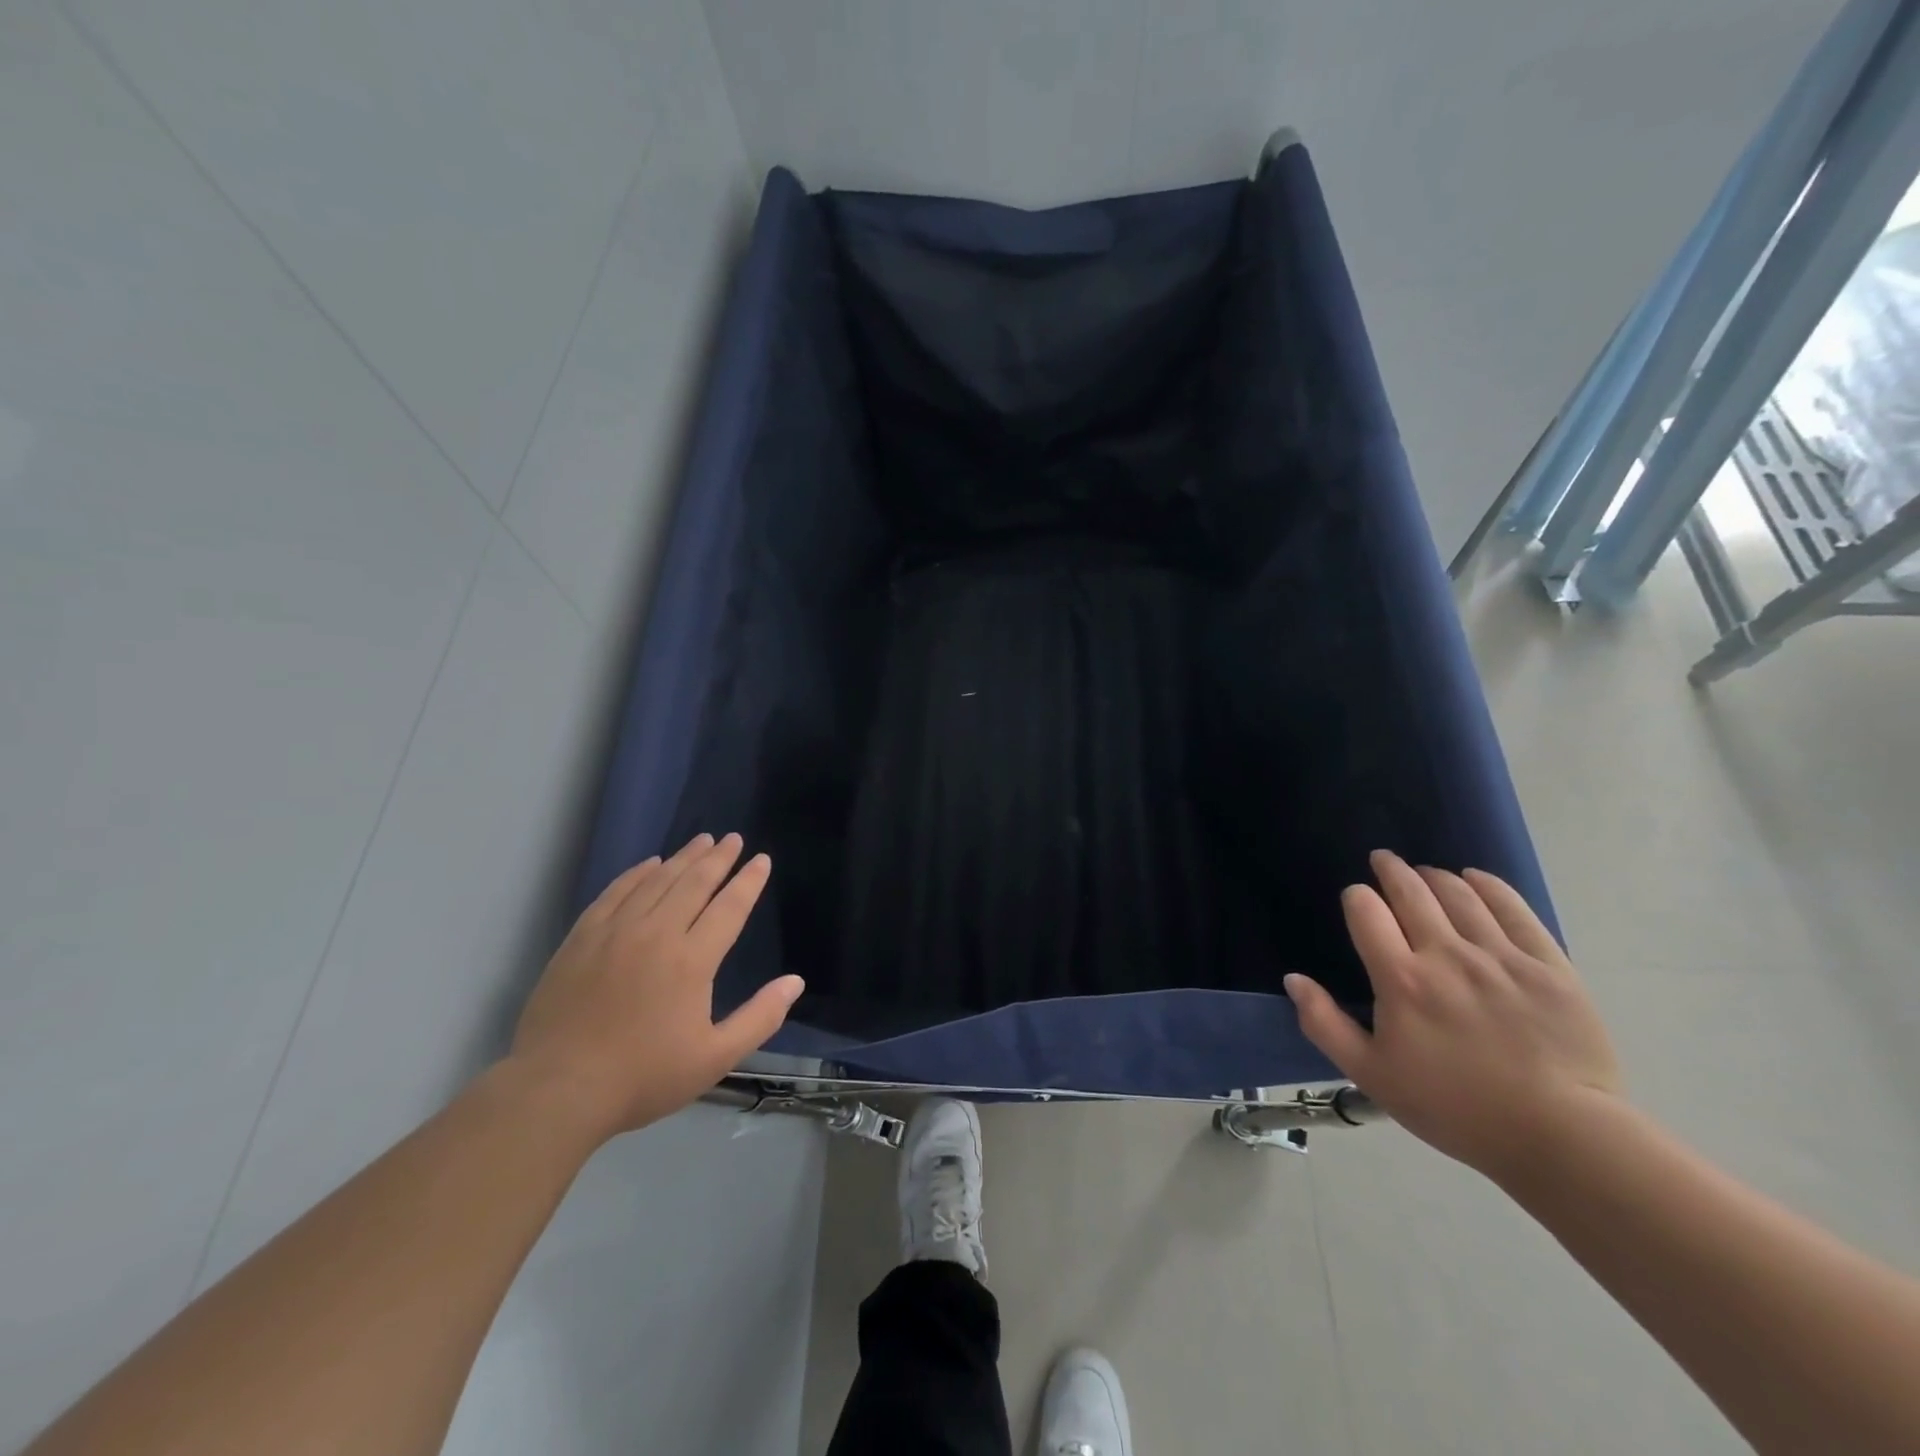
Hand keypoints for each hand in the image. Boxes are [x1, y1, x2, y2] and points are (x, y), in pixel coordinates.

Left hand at [506, 833, 802, 1141]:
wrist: (557, 1089)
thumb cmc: (642, 1076)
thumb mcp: (714, 1058)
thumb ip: (760, 1018)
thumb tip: (795, 982)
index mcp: (692, 960)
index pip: (729, 907)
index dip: (748, 881)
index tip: (761, 859)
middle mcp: (656, 934)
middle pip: (694, 883)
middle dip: (718, 858)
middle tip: (733, 838)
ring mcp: (615, 932)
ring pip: (656, 881)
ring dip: (682, 858)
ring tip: (701, 841)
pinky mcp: (582, 938)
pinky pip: (616, 892)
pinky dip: (636, 874)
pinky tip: (648, 864)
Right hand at [1284, 849, 1621, 1178]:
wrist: (1562, 1139)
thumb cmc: (1456, 1109)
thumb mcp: (1372, 1076)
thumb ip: (1324, 1024)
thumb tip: (1293, 979)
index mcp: (1401, 979)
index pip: (1366, 910)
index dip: (1356, 897)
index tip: (1357, 901)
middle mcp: (1447, 954)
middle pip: (1412, 891)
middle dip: (1391, 870)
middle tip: (1384, 860)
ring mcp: (1501, 957)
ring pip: (1460, 893)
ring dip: (1435, 876)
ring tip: (1427, 874)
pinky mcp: (1549, 965)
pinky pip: (1514, 909)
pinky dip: (1488, 885)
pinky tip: (1476, 879)